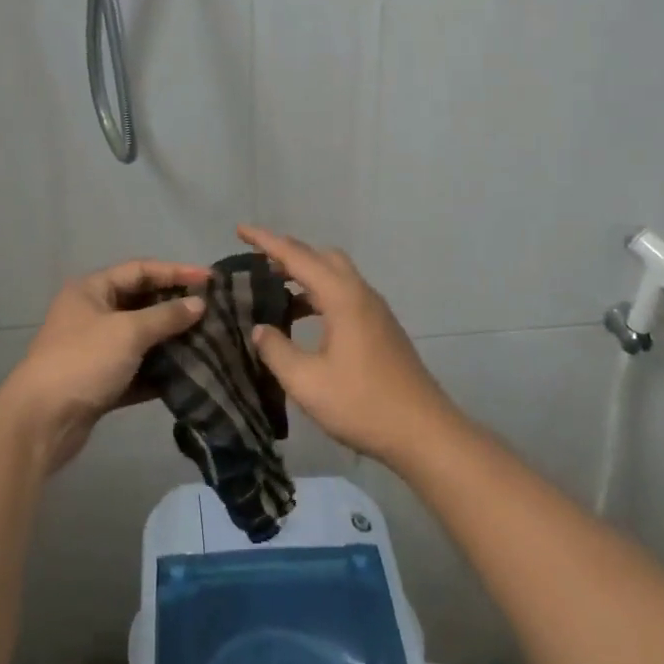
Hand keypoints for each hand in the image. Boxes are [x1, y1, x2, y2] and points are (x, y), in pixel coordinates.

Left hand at [0, 259, 208, 472]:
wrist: (42, 422)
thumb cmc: (84, 361)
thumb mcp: (128, 332)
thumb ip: (166, 316)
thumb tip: (199, 304)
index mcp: (91, 290)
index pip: (140, 270)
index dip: (176, 271)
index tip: (210, 279)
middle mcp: (91, 314)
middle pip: (141, 302)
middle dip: (175, 307)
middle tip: (212, 311)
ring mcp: (94, 349)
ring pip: (140, 338)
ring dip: (170, 340)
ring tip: (207, 341)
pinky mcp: (100, 382)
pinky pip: (136, 369)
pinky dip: (158, 370)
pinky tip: (187, 373)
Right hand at [237, 225, 460, 467]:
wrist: (424, 433)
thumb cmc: (363, 404)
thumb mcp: (307, 382)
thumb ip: (276, 350)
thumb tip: (259, 329)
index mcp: (342, 297)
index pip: (297, 256)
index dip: (266, 241)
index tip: (239, 230)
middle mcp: (360, 294)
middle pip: (321, 256)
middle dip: (288, 253)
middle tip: (257, 261)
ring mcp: (375, 311)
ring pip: (335, 275)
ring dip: (305, 274)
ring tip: (273, 290)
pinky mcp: (381, 328)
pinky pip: (344, 294)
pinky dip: (318, 294)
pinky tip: (302, 320)